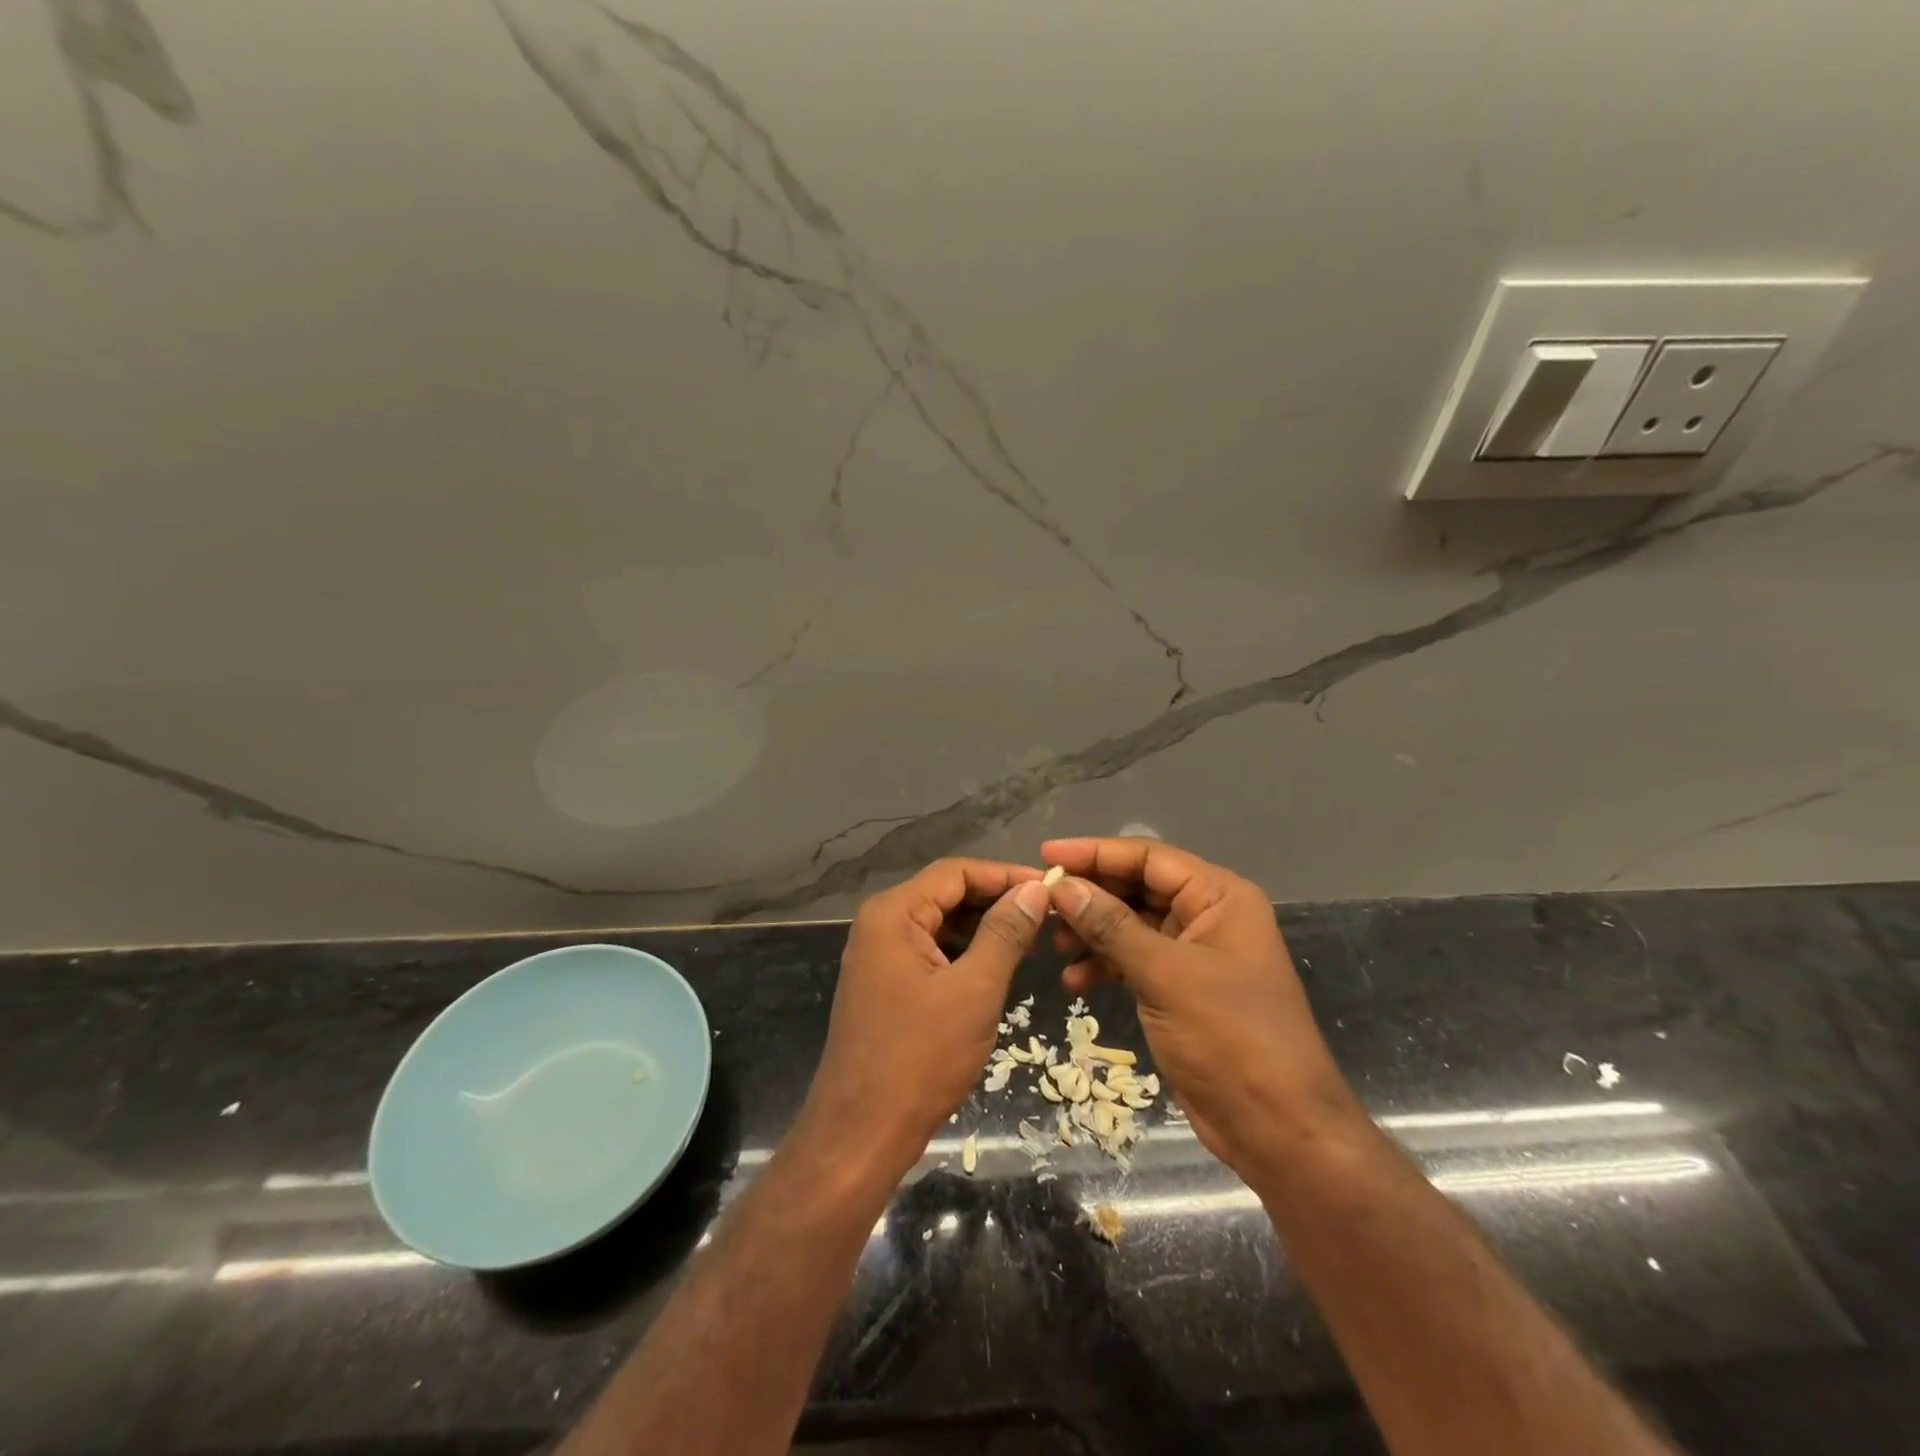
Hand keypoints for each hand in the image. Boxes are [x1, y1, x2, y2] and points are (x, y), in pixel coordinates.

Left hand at [799, 859, 1049, 1177]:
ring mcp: (879, 954)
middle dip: (995, 901)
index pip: (956, 872)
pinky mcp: (885, 982)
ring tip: (1031, 939)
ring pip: (940, 923)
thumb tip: (1035, 889)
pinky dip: (964, 952)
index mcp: (893, 913)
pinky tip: (997, 966)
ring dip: (983, 927)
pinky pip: (930, 950)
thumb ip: (1005, 933)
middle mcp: (881, 923)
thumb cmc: (919, 1058)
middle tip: (1046, 915)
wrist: (860, 1133)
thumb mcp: (974, 991)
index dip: (1004, 875)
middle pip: (946, 893)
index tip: (1050, 888)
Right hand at [1041, 837, 1360, 1170]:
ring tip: (1053, 946)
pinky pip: (1135, 961)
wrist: (1279, 1129)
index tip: (1046, 856)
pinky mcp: (1182, 989)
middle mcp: (1208, 916)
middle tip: (1041, 904)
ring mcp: (1195, 954)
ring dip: (1092, 933)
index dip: (1095, 853)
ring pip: (1131, 925)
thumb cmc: (1230, 1038)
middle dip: (1090, 896)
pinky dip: (1105, 966)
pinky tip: (1076, 982)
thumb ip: (1110, 926)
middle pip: (1137, 888)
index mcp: (1218, 897)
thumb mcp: (1165, 975)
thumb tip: (1061, 886)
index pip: (1148, 858)